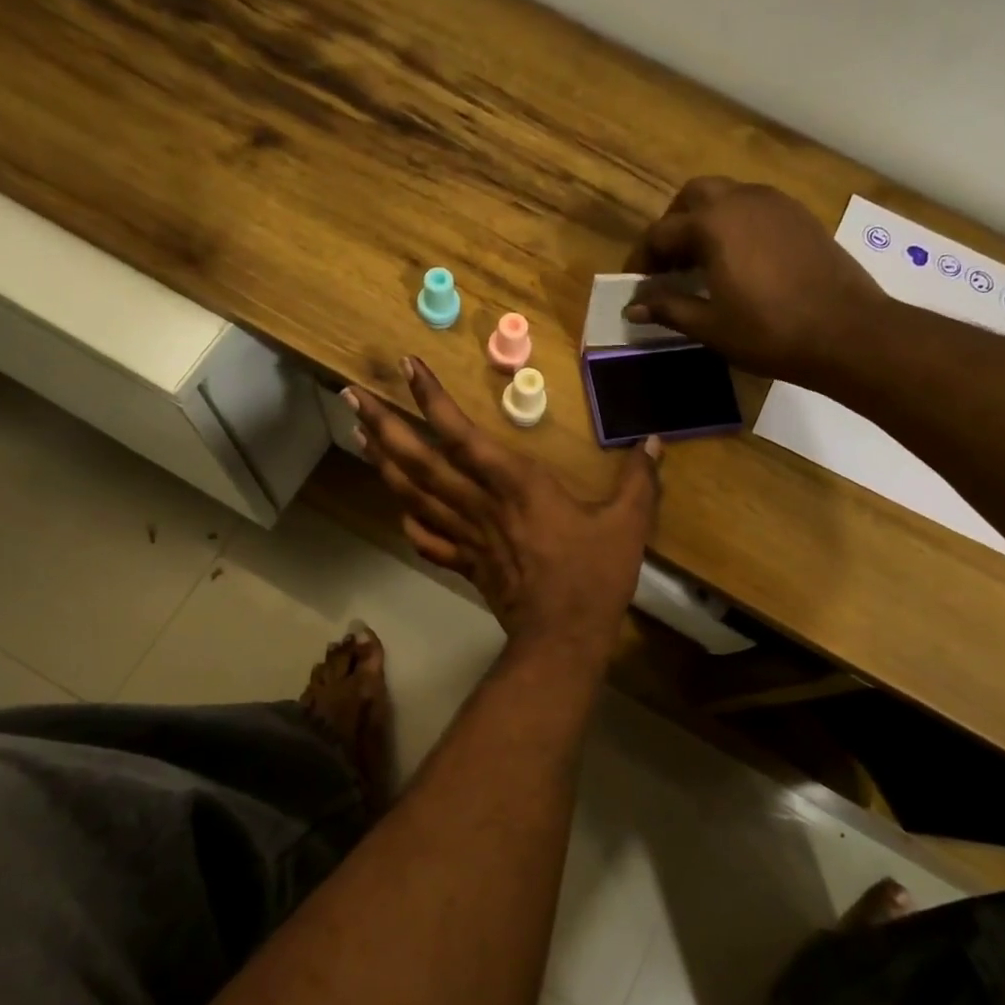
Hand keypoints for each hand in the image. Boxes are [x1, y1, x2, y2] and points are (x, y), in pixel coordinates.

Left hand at [345, 358, 660, 662]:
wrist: (563, 637)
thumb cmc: (593, 575)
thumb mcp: (628, 523)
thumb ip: (639, 479)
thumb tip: (654, 441)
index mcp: (515, 484)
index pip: (463, 433)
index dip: (432, 398)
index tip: (405, 367)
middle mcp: (480, 503)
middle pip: (420, 461)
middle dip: (383, 425)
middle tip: (350, 396)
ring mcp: (467, 535)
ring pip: (414, 494)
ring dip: (383, 462)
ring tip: (358, 434)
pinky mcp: (465, 563)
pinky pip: (428, 538)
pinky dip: (410, 519)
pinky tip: (398, 506)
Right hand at [622, 177, 888, 385]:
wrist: (846, 332)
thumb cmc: (769, 332)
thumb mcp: (710, 326)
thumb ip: (668, 308)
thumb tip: (633, 307)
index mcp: (713, 224)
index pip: (661, 232)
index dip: (643, 259)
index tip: (636, 285)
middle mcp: (741, 200)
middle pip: (693, 196)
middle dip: (673, 225)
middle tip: (668, 263)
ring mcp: (775, 203)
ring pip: (727, 196)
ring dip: (705, 221)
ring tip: (701, 262)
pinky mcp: (799, 216)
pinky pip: (754, 207)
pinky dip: (735, 224)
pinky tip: (738, 260)